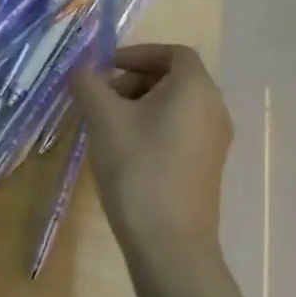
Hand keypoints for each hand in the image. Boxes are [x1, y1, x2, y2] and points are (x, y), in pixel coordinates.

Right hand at [71, 44, 232, 263]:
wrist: (169, 243)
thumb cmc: (138, 168)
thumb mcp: (103, 118)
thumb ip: (88, 84)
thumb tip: (82, 71)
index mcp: (196, 90)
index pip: (173, 53)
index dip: (137, 53)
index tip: (106, 69)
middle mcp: (213, 109)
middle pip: (172, 78)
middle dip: (133, 80)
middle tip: (100, 99)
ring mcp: (213, 141)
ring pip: (173, 106)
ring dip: (138, 105)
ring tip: (105, 126)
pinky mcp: (205, 166)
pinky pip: (177, 130)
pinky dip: (150, 127)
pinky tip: (122, 151)